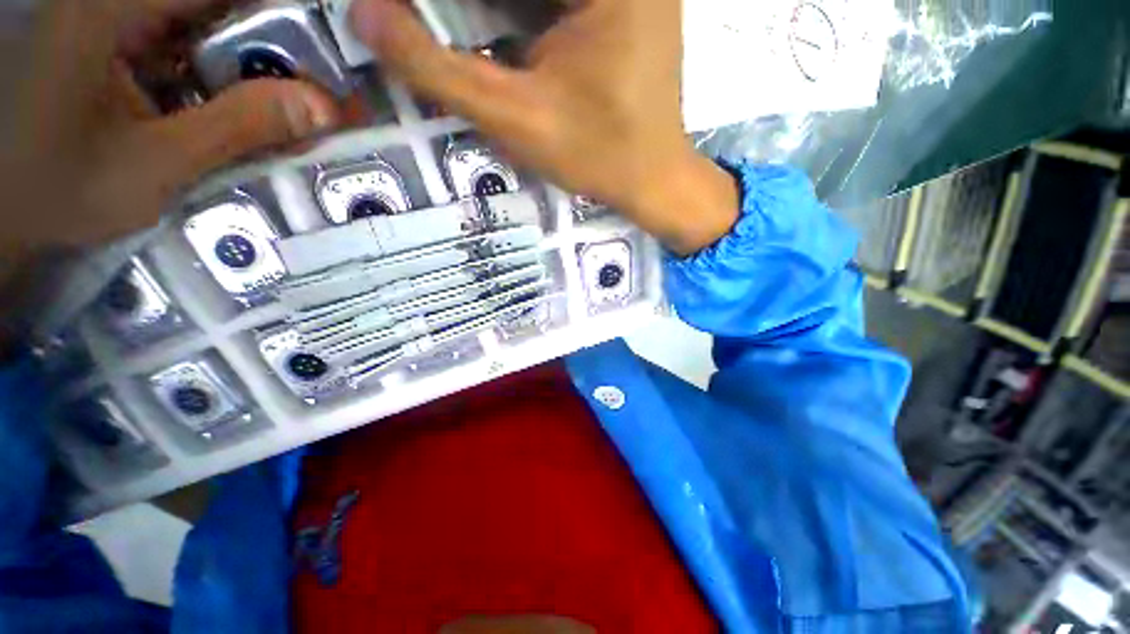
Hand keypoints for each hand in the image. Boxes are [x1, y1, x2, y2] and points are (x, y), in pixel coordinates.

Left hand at [0, 0, 340, 263]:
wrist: (1, 209)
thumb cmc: (57, 188)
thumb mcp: (154, 164)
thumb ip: (238, 128)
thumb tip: (323, 109)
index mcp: (112, 9)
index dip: (287, 13)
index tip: (332, 52)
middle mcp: (116, 1)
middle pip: (219, 6)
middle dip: (275, 47)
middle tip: (319, 94)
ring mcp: (115, 21)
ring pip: (207, 26)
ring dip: (253, 64)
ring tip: (292, 107)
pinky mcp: (117, 44)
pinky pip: (185, 46)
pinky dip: (222, 74)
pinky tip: (241, 107)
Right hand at [350, 0, 738, 255]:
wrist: (652, 180)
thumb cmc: (598, 158)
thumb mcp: (517, 119)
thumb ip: (439, 70)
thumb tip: (364, 17)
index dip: (452, 8)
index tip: (408, 21)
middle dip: (470, 14)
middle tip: (424, 30)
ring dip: (490, 16)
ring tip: (449, 35)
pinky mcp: (619, 4)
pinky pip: (552, 2)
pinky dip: (517, 16)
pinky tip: (504, 46)